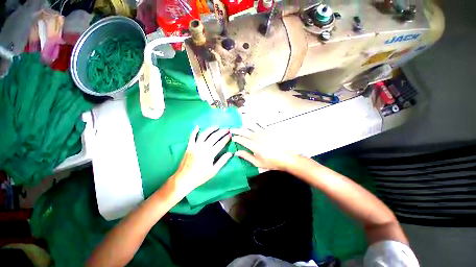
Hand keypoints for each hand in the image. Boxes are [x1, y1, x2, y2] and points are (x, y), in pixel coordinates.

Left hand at [171, 126, 232, 195]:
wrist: (184, 179)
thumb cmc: (200, 176)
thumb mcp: (213, 171)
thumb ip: (222, 161)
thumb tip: (230, 153)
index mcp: (210, 154)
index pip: (221, 143)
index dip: (226, 138)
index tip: (230, 135)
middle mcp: (203, 147)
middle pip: (214, 137)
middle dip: (221, 132)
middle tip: (227, 129)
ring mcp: (195, 146)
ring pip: (204, 134)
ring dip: (211, 129)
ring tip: (217, 126)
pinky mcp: (189, 147)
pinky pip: (192, 137)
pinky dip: (194, 131)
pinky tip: (198, 126)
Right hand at [231, 125, 296, 170]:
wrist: (286, 157)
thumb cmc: (271, 162)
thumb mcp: (257, 162)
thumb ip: (246, 156)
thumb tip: (236, 152)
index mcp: (253, 145)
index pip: (241, 140)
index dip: (235, 138)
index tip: (232, 137)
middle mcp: (257, 137)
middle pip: (244, 132)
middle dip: (236, 130)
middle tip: (231, 129)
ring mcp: (263, 133)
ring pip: (251, 127)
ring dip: (244, 125)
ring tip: (240, 125)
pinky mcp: (269, 131)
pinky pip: (260, 124)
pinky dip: (255, 122)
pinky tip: (252, 120)